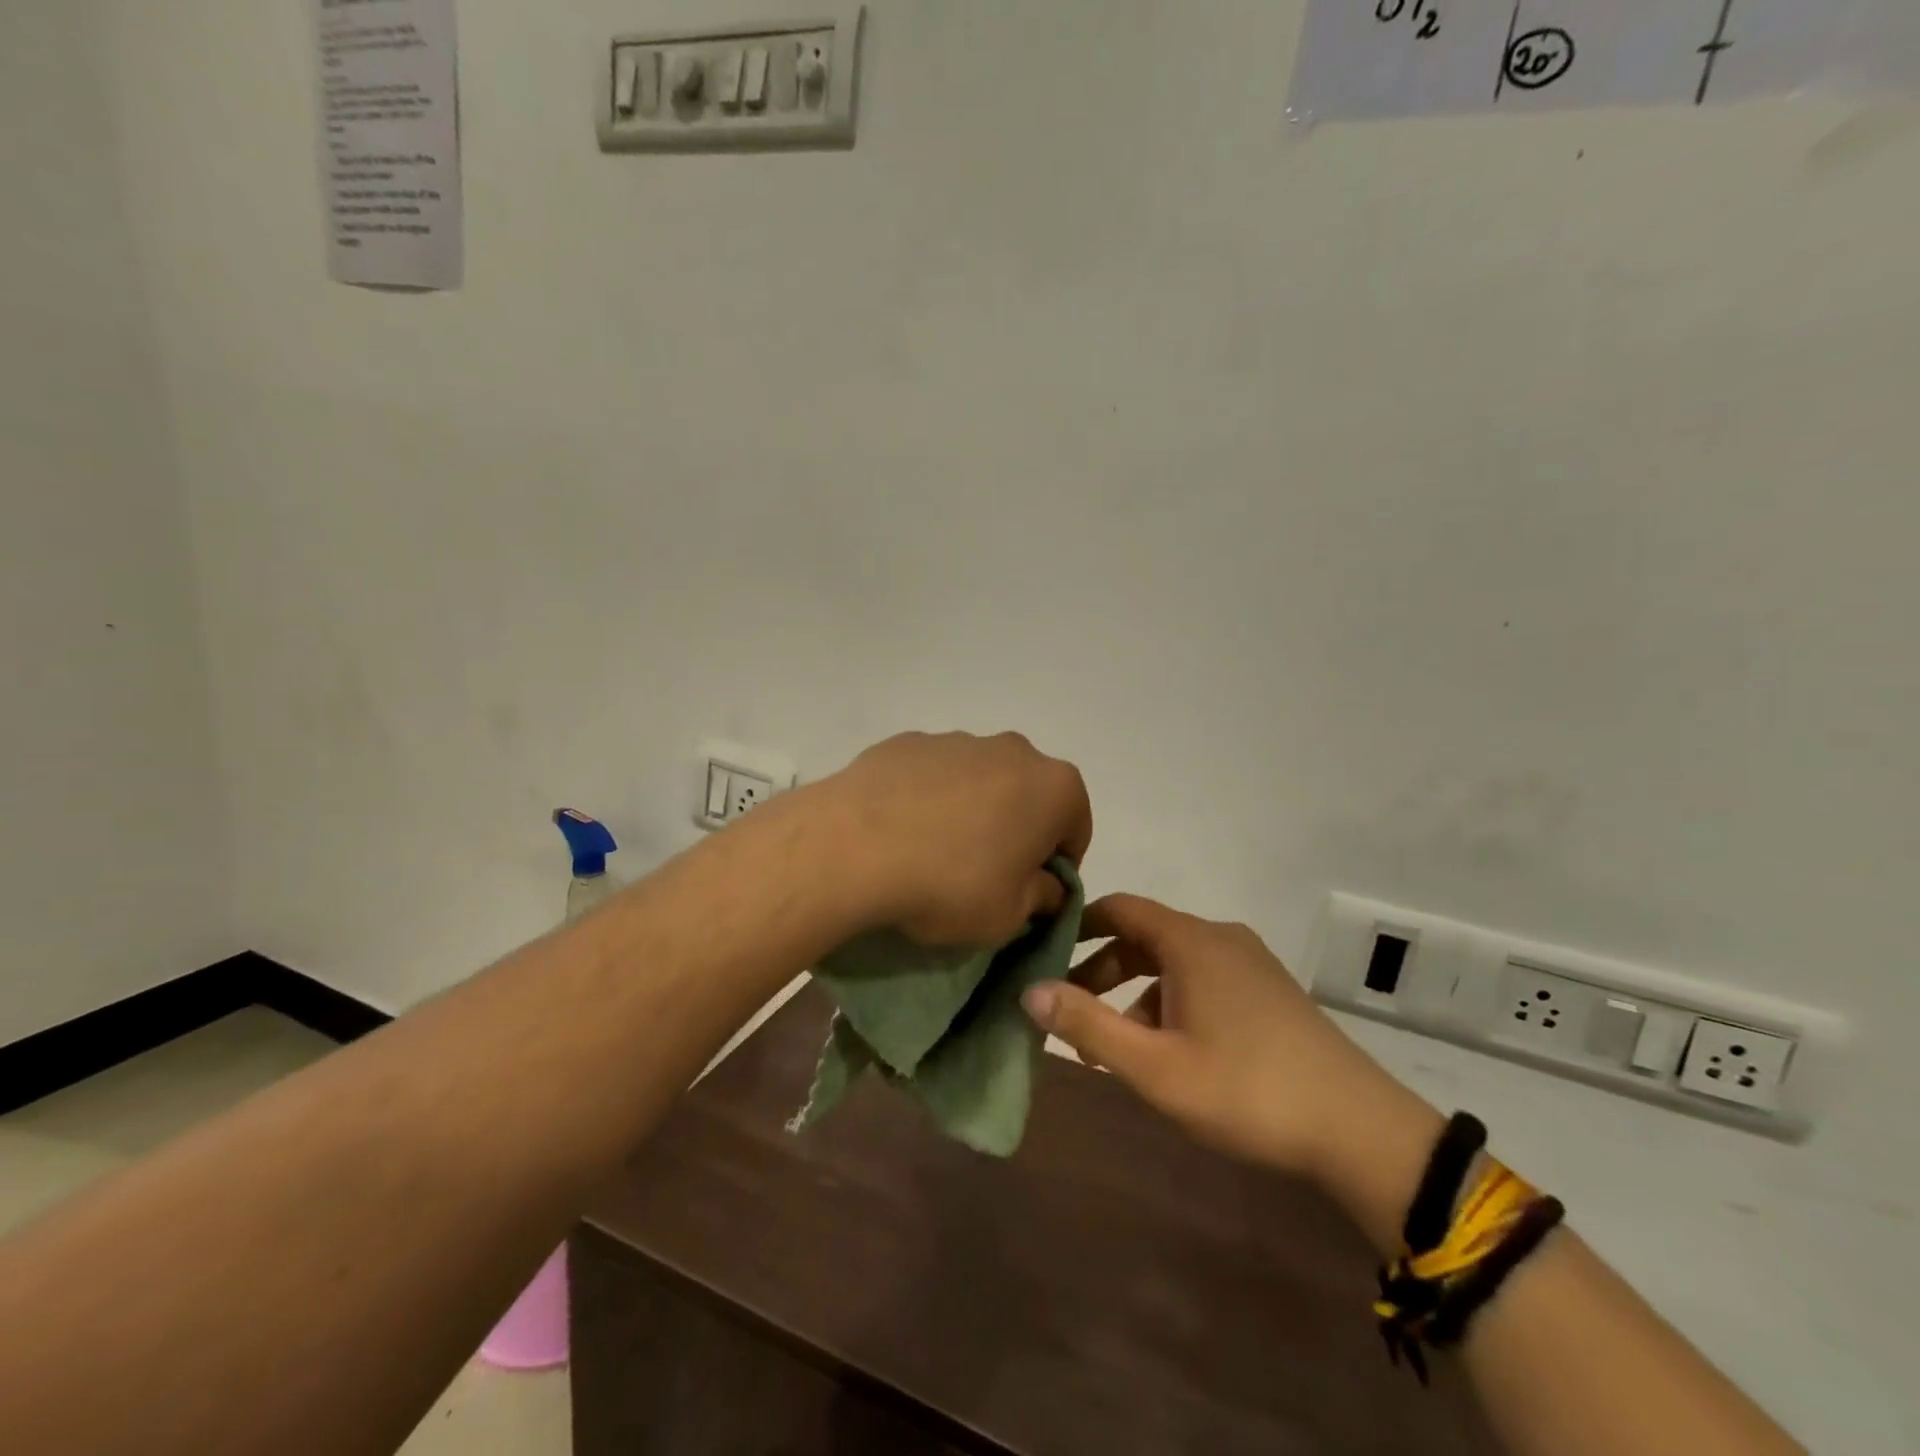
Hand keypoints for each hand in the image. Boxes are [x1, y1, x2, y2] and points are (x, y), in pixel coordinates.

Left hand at [813, 731, 1092, 948]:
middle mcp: (1013, 750)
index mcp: (1054, 786)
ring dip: (972, 812)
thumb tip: (1044, 886)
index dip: (1057, 866)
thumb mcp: (1009, 916)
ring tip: (934, 855)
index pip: (1075, 829)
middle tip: (985, 875)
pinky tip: (901, 834)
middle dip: (1016, 832)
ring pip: (980, 782)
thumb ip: (1041, 898)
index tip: (1029, 893)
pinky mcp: (908, 742)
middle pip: (1028, 797)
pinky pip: (933, 775)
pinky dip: (929, 799)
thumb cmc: (950, 885)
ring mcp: (956, 739)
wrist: (853, 847)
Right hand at [1024, 895, 1441, 1239]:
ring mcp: (1250, 963)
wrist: (1360, 1130)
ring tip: (1115, 1045)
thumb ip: (1087, 1026)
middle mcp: (1220, 938)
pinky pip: (1203, 979)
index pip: (1120, 907)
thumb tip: (1029, 990)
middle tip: (1070, 1010)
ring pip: (1174, 962)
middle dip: (1102, 969)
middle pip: (1144, 936)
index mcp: (1190, 941)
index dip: (1078, 924)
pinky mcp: (1269, 991)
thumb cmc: (1246, 1090)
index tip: (1045, 951)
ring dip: (1136, 993)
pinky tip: (1169, 1051)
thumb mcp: (1154, 1066)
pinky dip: (1171, 1001)